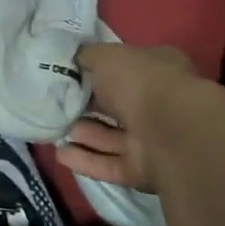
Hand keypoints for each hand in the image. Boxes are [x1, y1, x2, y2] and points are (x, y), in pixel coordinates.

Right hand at [56, 42, 198, 193]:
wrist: (171, 132)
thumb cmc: (140, 82)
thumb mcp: (105, 56)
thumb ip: (86, 56)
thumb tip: (72, 60)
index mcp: (158, 69)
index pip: (125, 69)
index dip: (96, 72)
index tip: (67, 76)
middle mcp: (160, 103)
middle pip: (117, 106)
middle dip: (87, 107)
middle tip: (55, 105)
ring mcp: (154, 139)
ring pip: (112, 137)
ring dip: (83, 133)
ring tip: (53, 129)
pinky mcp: (145, 169)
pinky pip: (111, 163)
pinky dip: (86, 159)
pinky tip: (61, 153)